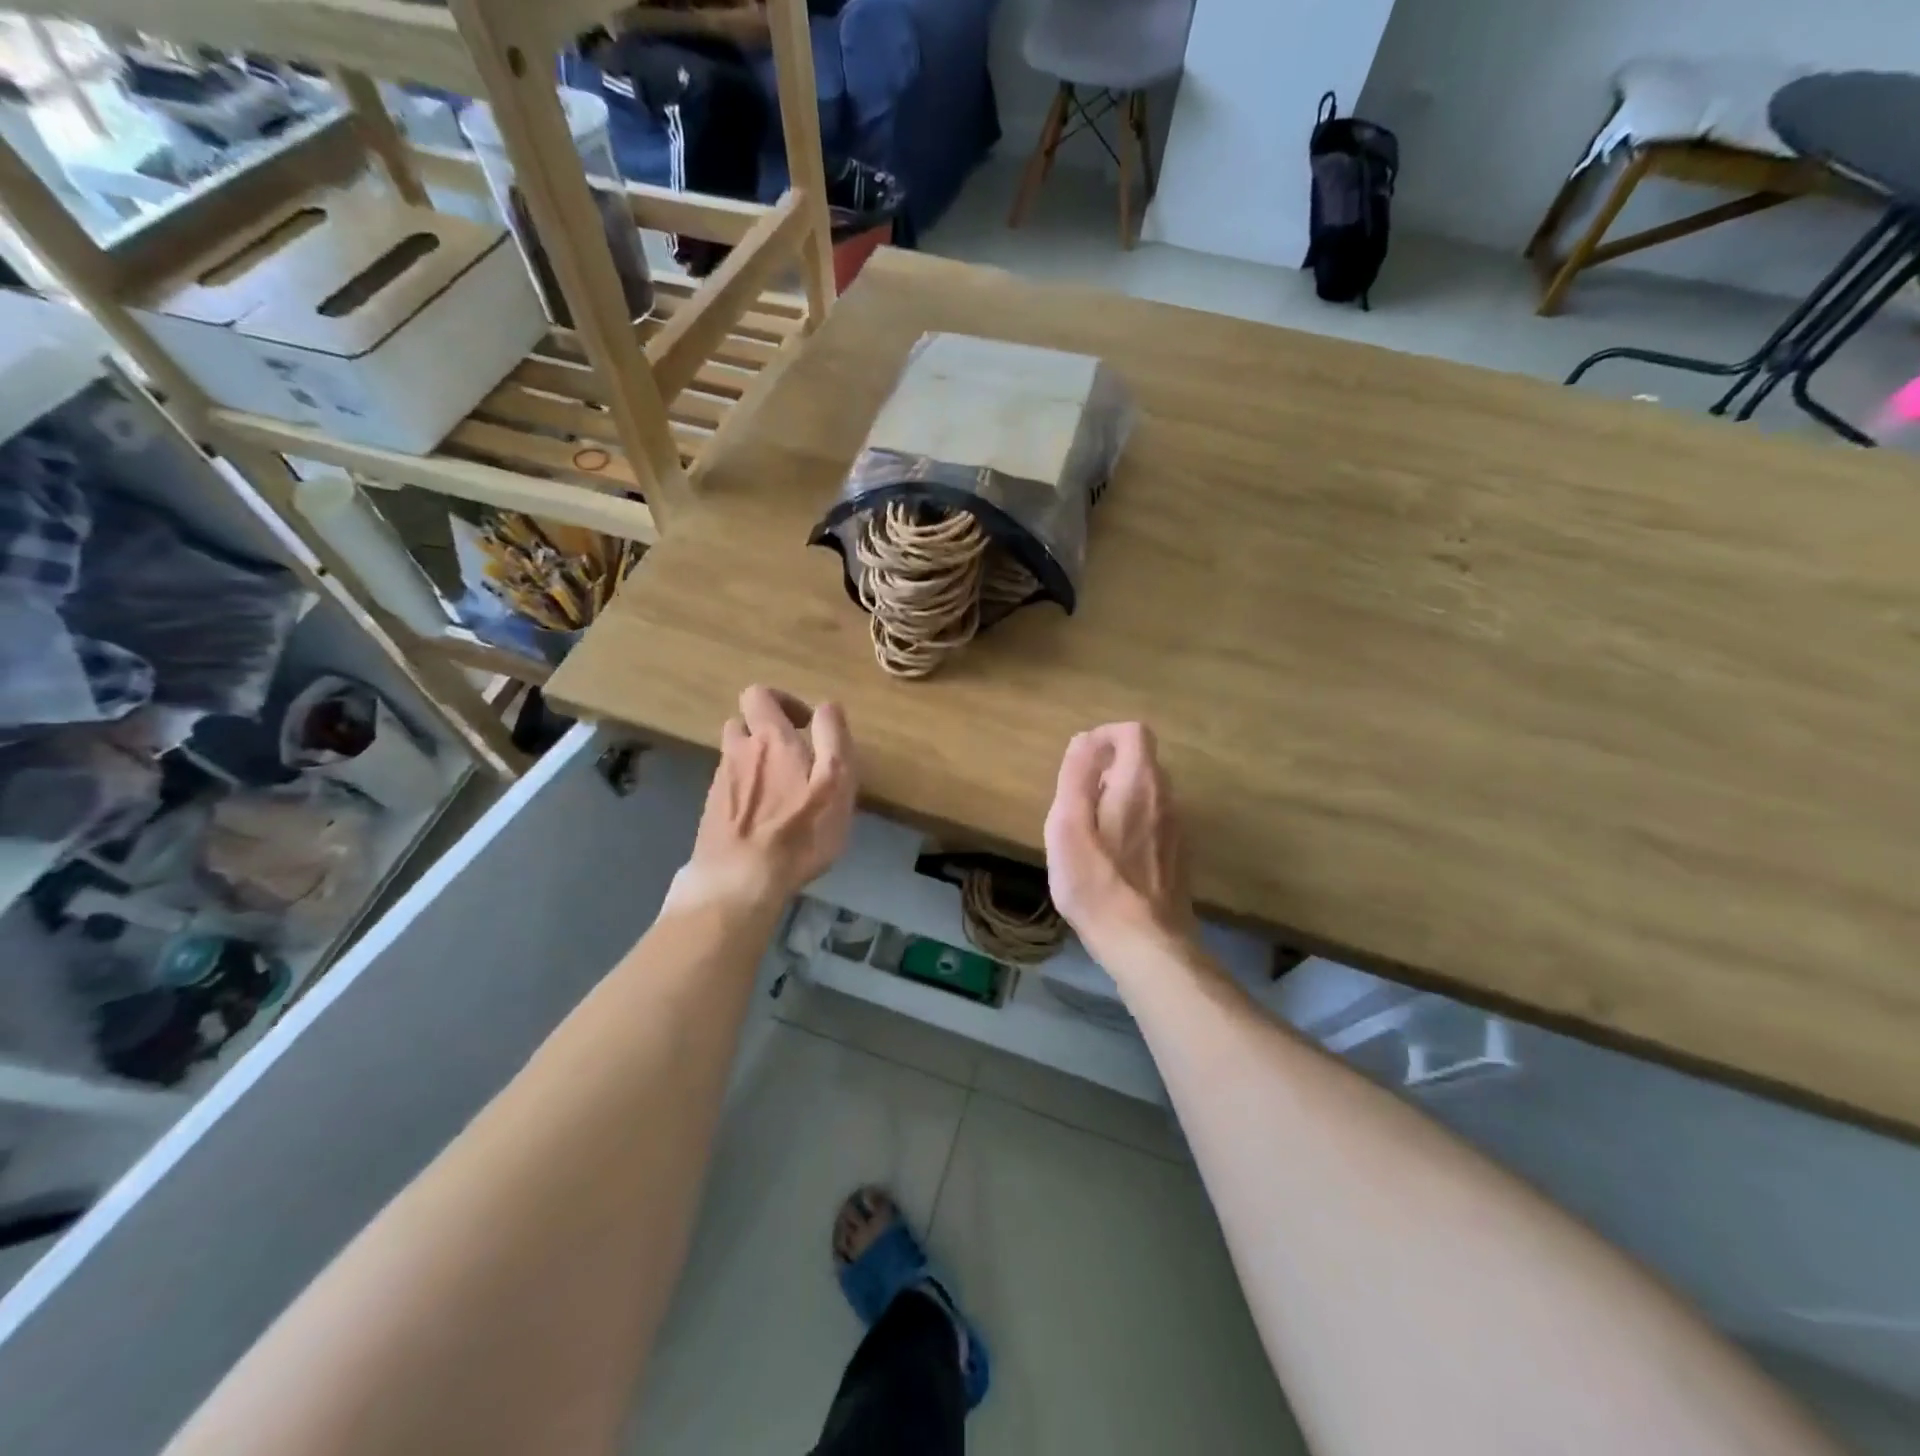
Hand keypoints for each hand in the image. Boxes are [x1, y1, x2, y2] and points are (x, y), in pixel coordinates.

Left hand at [674, 686, 854, 910]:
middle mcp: (738, 753)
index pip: (759, 695)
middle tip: (795, 757)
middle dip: (767, 732)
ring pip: (735, 757)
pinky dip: (748, 791)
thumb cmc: (798, 832)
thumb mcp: (835, 782)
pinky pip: (731, 786)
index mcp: (770, 739)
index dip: (782, 701)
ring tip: (784, 791)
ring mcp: (720, 783)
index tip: (805, 725)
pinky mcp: (712, 812)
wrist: (738, 882)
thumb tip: (827, 706)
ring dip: (757, 762)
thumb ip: (833, 738)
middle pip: (743, 724)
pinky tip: (766, 819)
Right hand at [1043, 723, 1193, 951]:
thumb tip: (1083, 741)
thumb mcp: (1068, 826)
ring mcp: (1177, 828)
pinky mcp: (1178, 856)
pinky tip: (1111, 859)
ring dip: (1117, 797)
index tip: (1079, 762)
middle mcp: (1167, 798)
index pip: (1133, 732)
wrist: (1145, 943)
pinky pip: (1154, 820)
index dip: (1104, 736)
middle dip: (1106, 769)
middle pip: (1141, 761)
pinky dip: (1131, 822)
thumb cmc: (1096, 883)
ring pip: (1148, 793)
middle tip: (1076, 803)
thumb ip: (1075, 777)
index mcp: (1139, 783)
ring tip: (1088, 833)